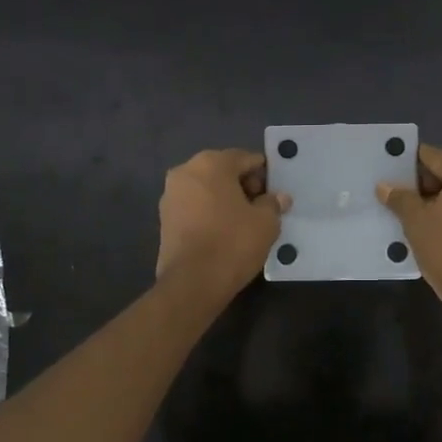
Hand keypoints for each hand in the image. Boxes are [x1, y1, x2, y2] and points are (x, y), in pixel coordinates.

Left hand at [155, 148, 289, 302]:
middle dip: (243, 185)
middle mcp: (186, 171)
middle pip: (223, 170)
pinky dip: (209, 212)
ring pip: (207, 189)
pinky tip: (223, 232)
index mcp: (211, 163)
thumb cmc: (233, 243)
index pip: (245, 158)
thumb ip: (273, 203)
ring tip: (243, 222)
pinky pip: (195, 206)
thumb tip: (278, 198)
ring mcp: (170, 195)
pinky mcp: (164, 218)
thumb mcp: (266, 222)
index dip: (264, 174)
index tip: (275, 193)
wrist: (192, 282)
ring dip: (225, 199)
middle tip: (261, 208)